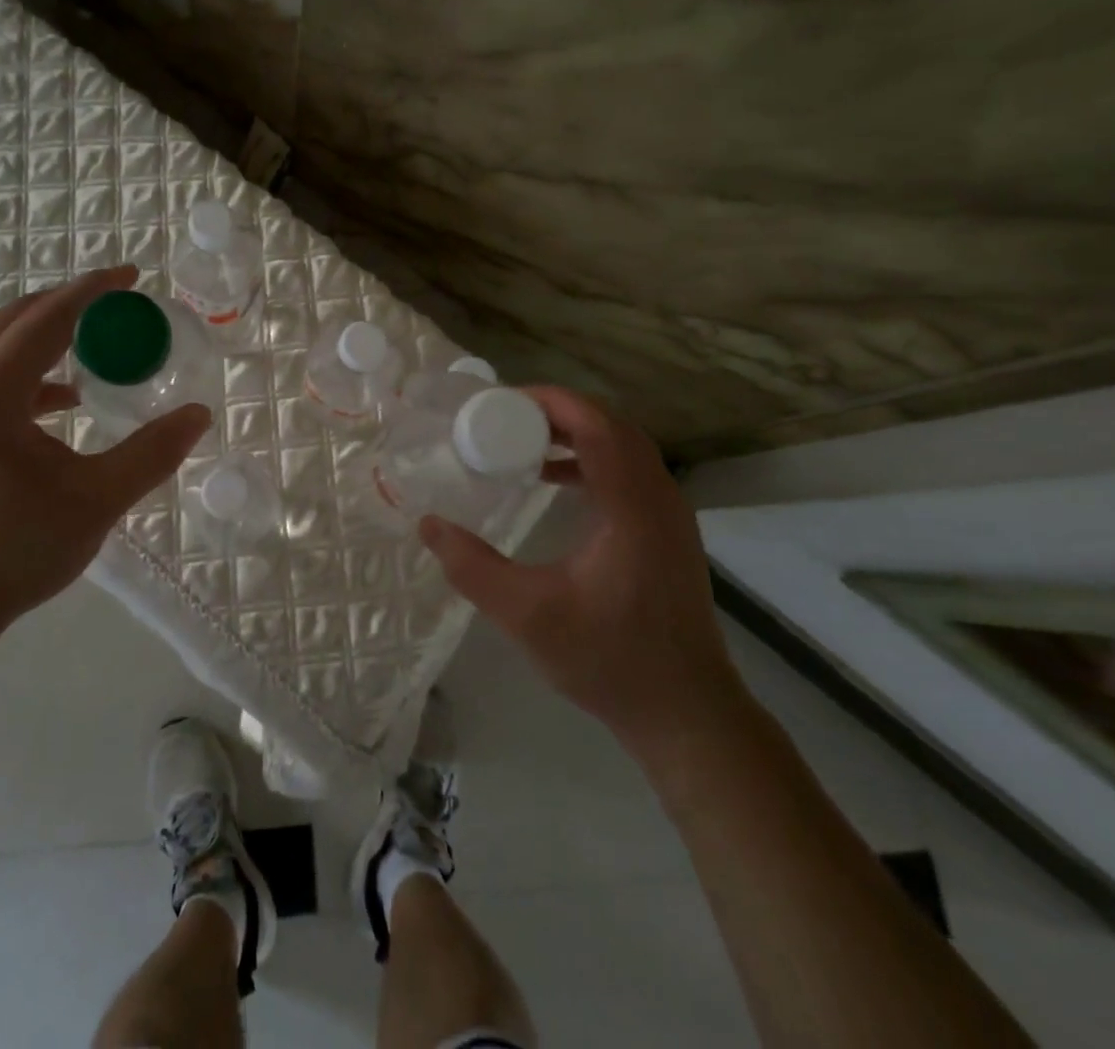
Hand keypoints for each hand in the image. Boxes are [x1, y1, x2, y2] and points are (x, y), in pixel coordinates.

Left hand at [0, 265, 209, 639]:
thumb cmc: (10, 550)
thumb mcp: (95, 500)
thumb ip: (151, 453)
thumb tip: (199, 415)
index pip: (50, 316)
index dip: (95, 289)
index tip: (133, 275)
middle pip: (19, 318)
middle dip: (72, 304)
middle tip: (121, 307)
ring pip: (0, 345)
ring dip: (49, 336)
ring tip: (98, 347)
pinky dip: (30, 372)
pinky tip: (63, 402)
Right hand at [419, 386, 749, 770]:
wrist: (686, 712)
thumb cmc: (609, 661)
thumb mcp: (528, 616)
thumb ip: (473, 568)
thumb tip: (428, 525)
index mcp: (632, 507)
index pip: (597, 425)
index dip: (550, 402)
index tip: (500, 402)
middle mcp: (658, 499)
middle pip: (612, 426)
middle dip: (558, 411)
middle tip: (504, 415)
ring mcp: (669, 515)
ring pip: (624, 446)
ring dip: (576, 432)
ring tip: (523, 439)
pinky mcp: (667, 531)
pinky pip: (629, 471)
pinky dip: (591, 459)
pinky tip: (553, 479)